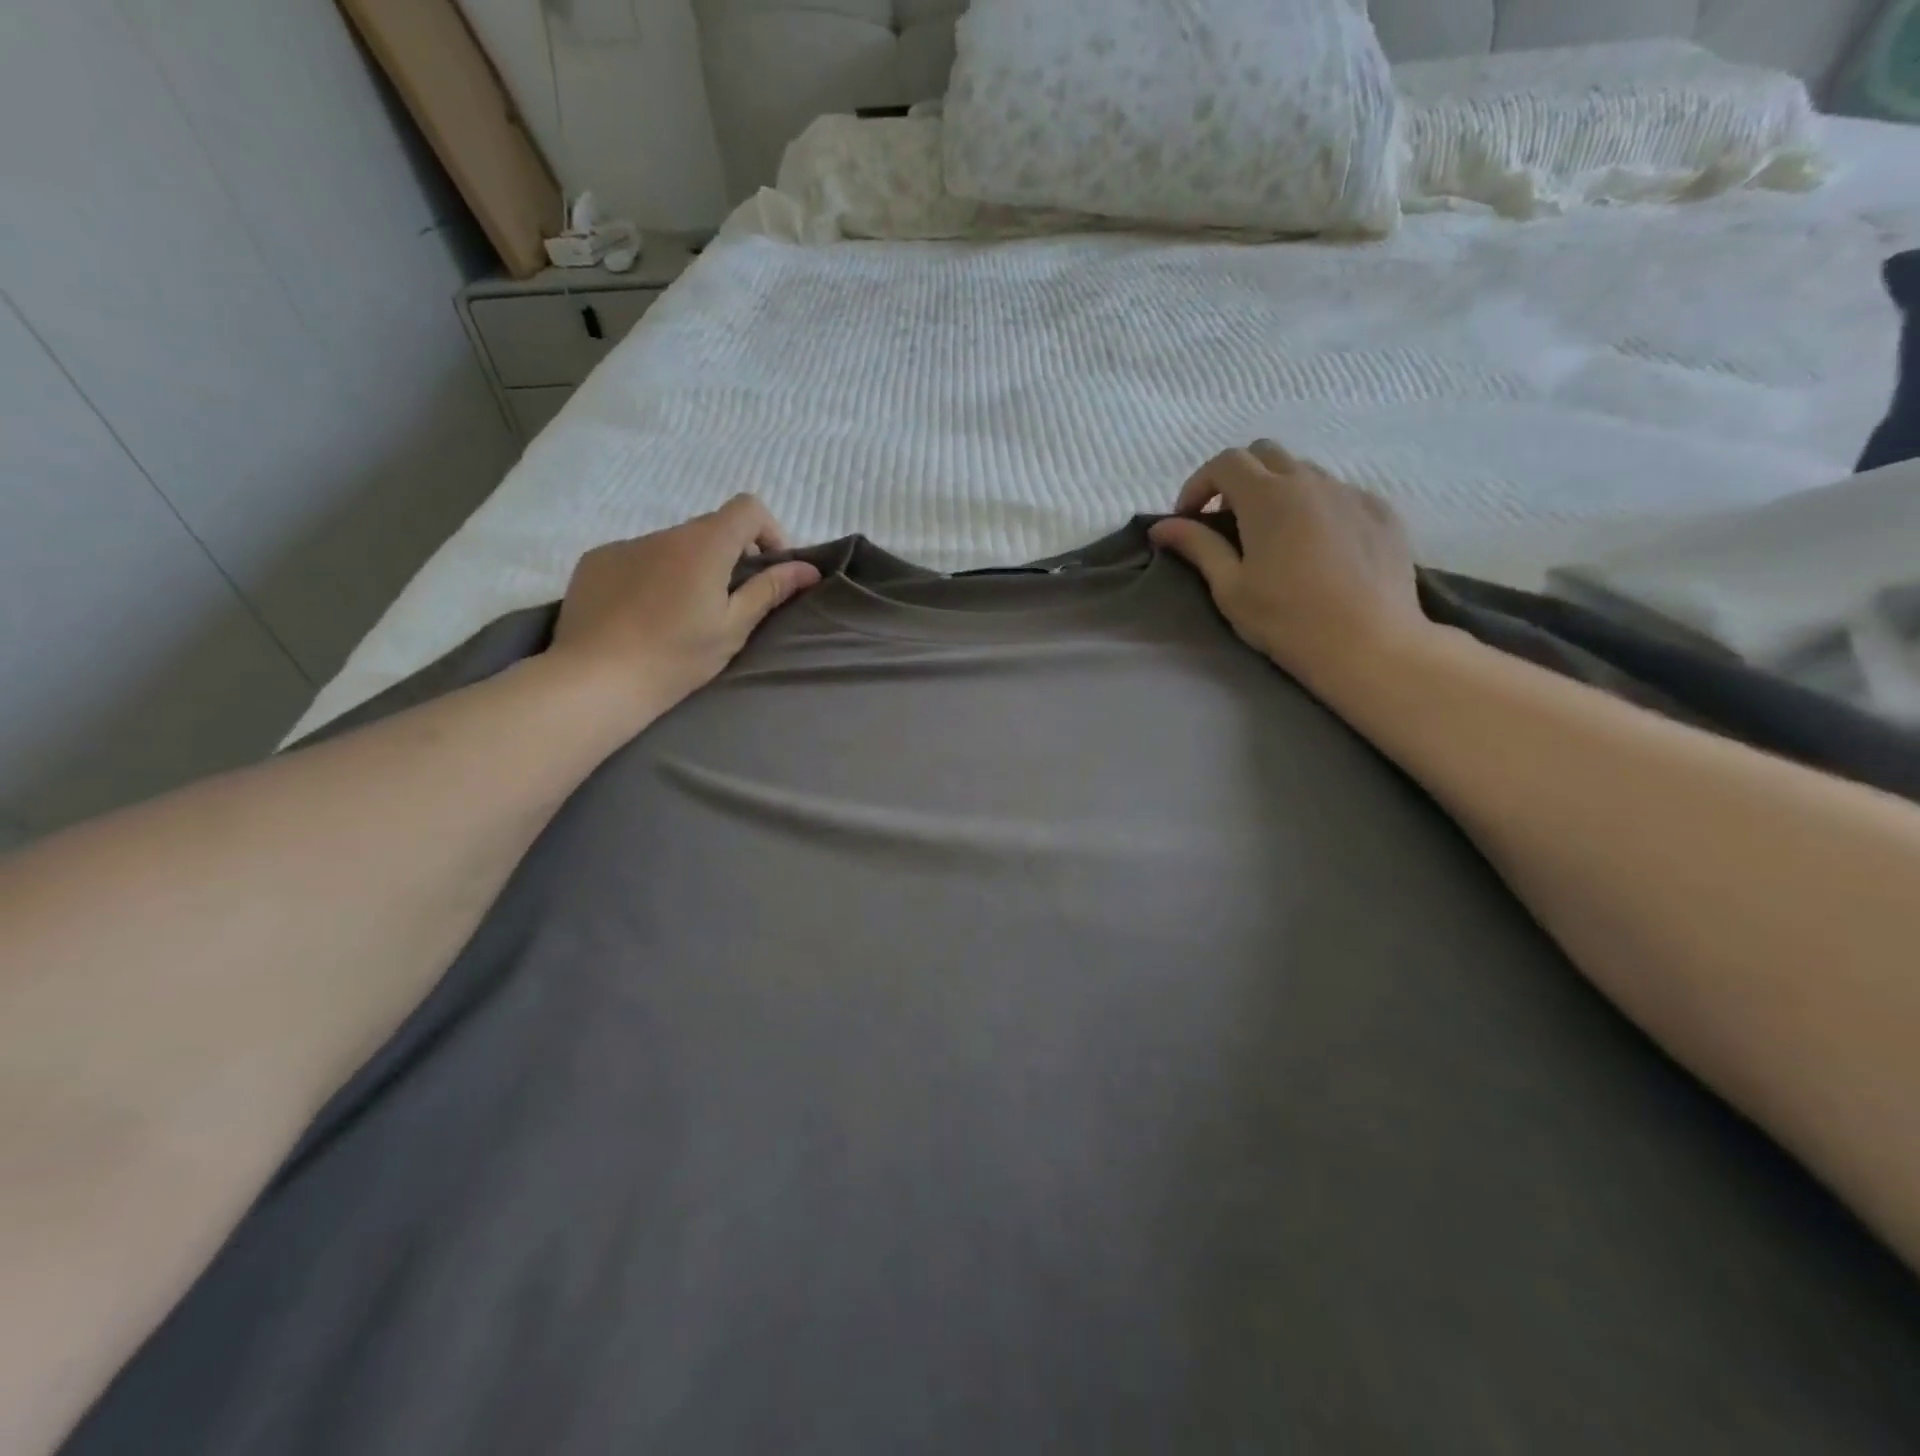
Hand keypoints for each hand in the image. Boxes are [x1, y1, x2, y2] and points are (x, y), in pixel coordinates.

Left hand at [549, 495, 820, 724]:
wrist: (597, 679)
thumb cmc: (676, 657)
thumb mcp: (733, 627)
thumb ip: (769, 591)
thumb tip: (808, 569)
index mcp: (704, 545)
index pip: (748, 508)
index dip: (768, 531)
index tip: (769, 570)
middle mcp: (664, 534)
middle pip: (710, 528)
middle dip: (729, 556)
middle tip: (728, 603)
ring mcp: (625, 545)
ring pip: (672, 546)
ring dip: (688, 567)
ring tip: (681, 615)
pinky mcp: (596, 562)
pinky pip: (637, 558)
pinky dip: (652, 576)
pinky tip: (643, 615)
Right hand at [1149, 441, 1428, 688]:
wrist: (1369, 645)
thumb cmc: (1287, 620)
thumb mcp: (1230, 588)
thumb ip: (1197, 547)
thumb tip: (1161, 526)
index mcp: (1268, 497)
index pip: (1225, 463)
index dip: (1199, 484)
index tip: (1188, 519)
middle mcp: (1311, 481)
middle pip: (1265, 454)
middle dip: (1237, 478)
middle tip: (1226, 521)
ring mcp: (1351, 493)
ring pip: (1304, 471)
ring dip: (1277, 490)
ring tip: (1271, 534)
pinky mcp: (1381, 512)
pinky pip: (1339, 493)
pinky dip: (1315, 507)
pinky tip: (1316, 547)